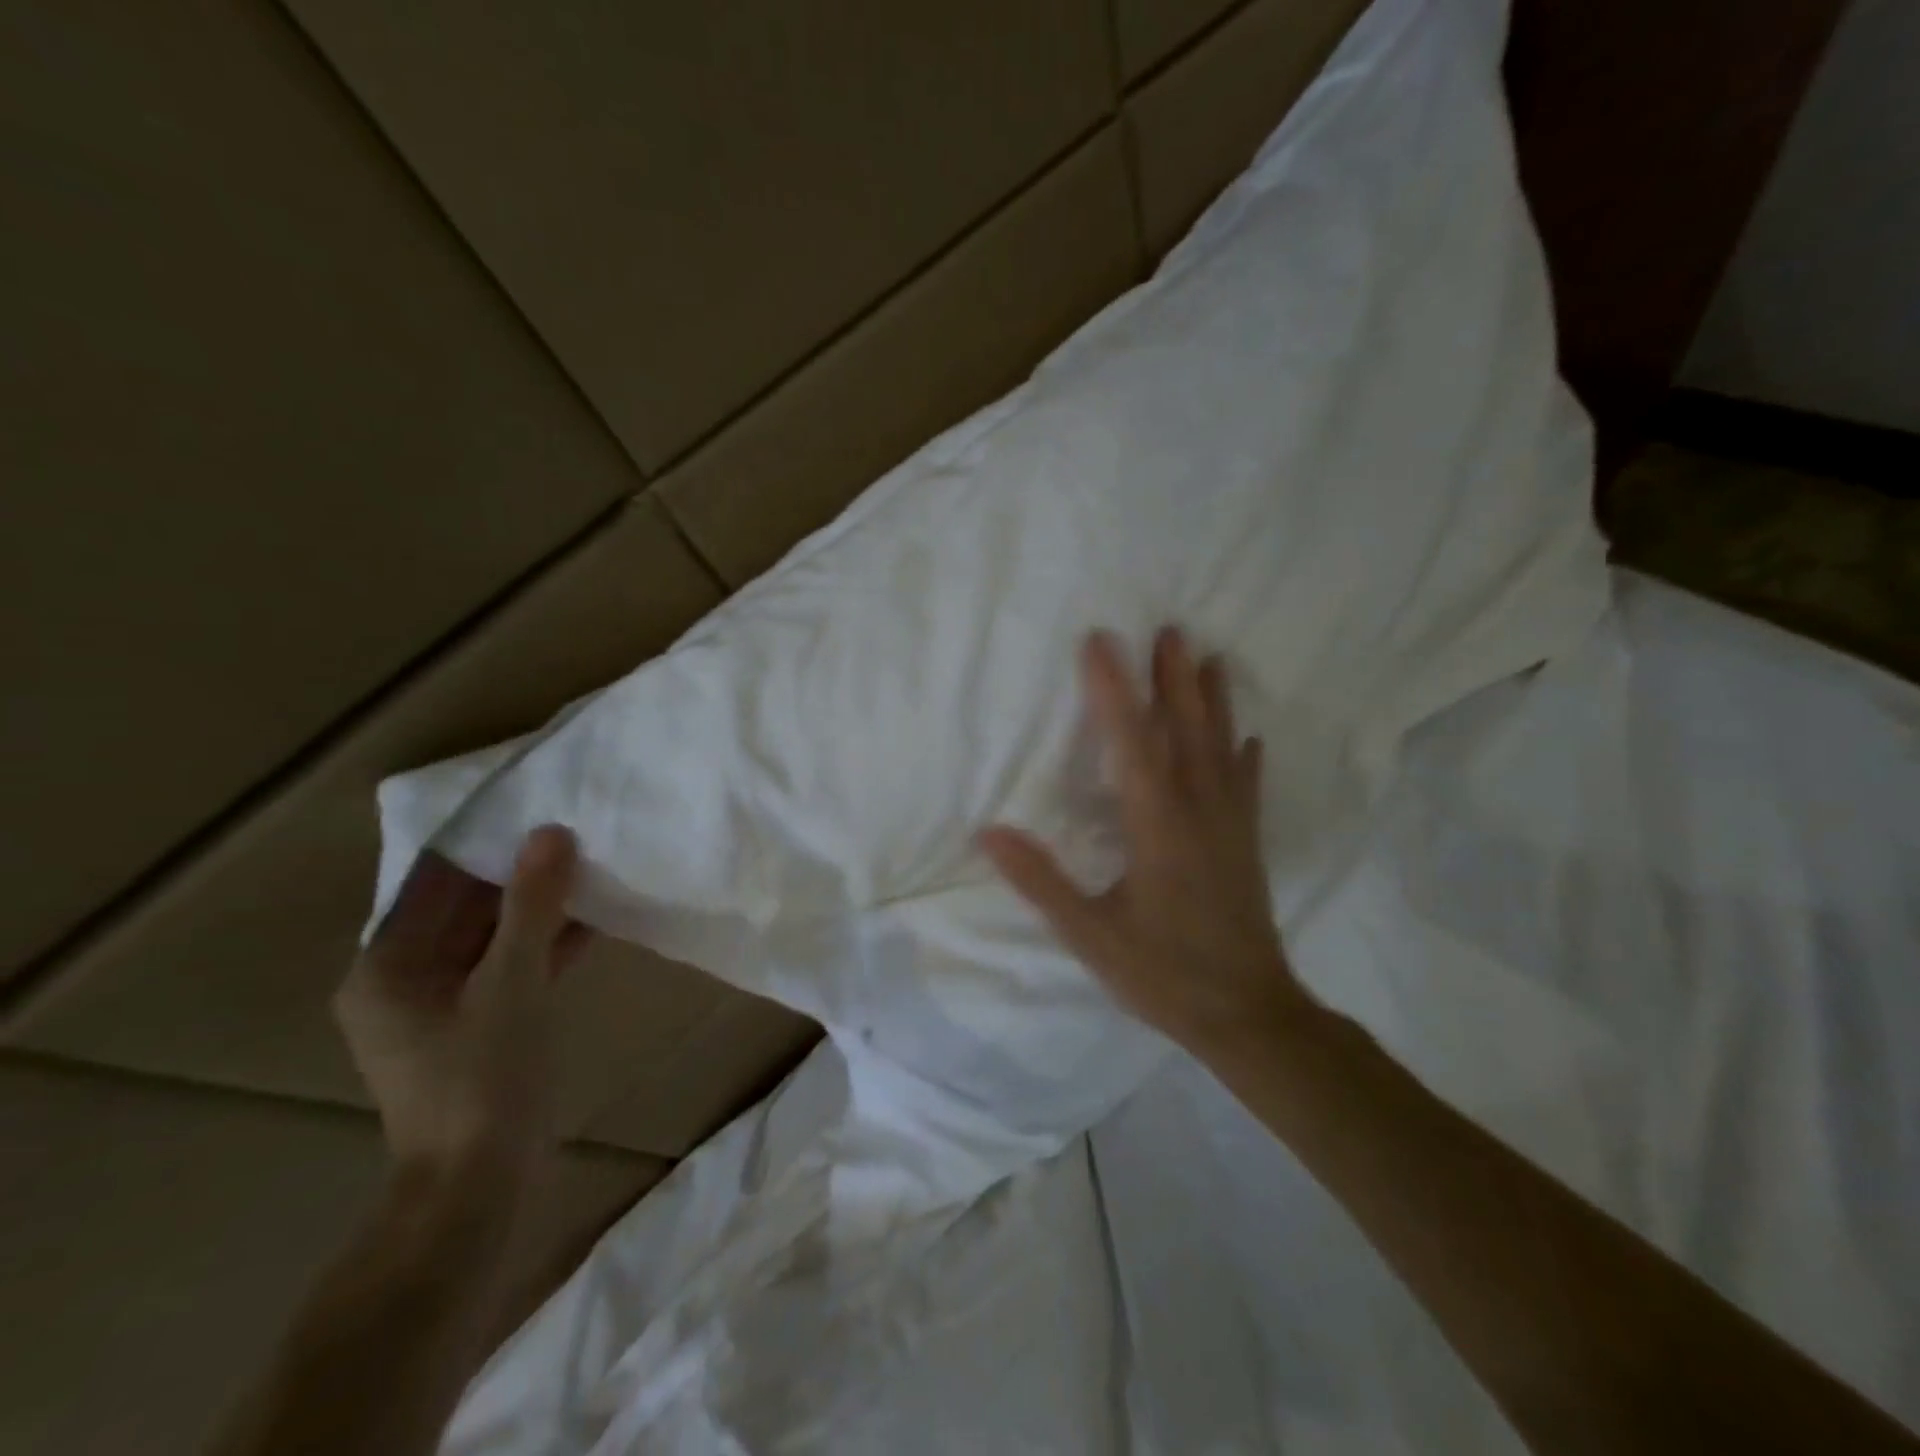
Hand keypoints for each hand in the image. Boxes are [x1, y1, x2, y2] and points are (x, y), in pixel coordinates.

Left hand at [334, 826, 587, 1195]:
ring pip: (491, 936)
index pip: (434, 880)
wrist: (478, 1186)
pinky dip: (545, 944)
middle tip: (577, 830)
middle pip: (464, 906)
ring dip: (539, 907)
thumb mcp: (512, 984)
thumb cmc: (483, 1080)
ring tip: (592, 865)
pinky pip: (508, 966)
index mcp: (387, 965)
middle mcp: (403, 978)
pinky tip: (593, 920)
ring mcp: (441, 1004)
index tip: (538, 807)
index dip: (485, 843)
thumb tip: (551, 832)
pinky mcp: (476, 1024)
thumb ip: (532, 906)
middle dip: (520, 872)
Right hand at [978, 628, 1312, 1057]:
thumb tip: (988, 832)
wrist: (1248, 1015)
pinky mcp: (1246, 845)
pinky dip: (1246, 757)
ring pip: (1221, 749)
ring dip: (1214, 701)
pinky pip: (1246, 788)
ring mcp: (1229, 826)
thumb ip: (1040, 881)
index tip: (1099, 641)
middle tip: (1170, 629)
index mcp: (1156, 825)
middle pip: (1184, 731)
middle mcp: (1197, 811)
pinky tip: (1251, 738)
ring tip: (1210, 659)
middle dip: (1172, 679)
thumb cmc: (1162, 973)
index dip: (1111, 689)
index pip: (1130, 742)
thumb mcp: (1089, 933)